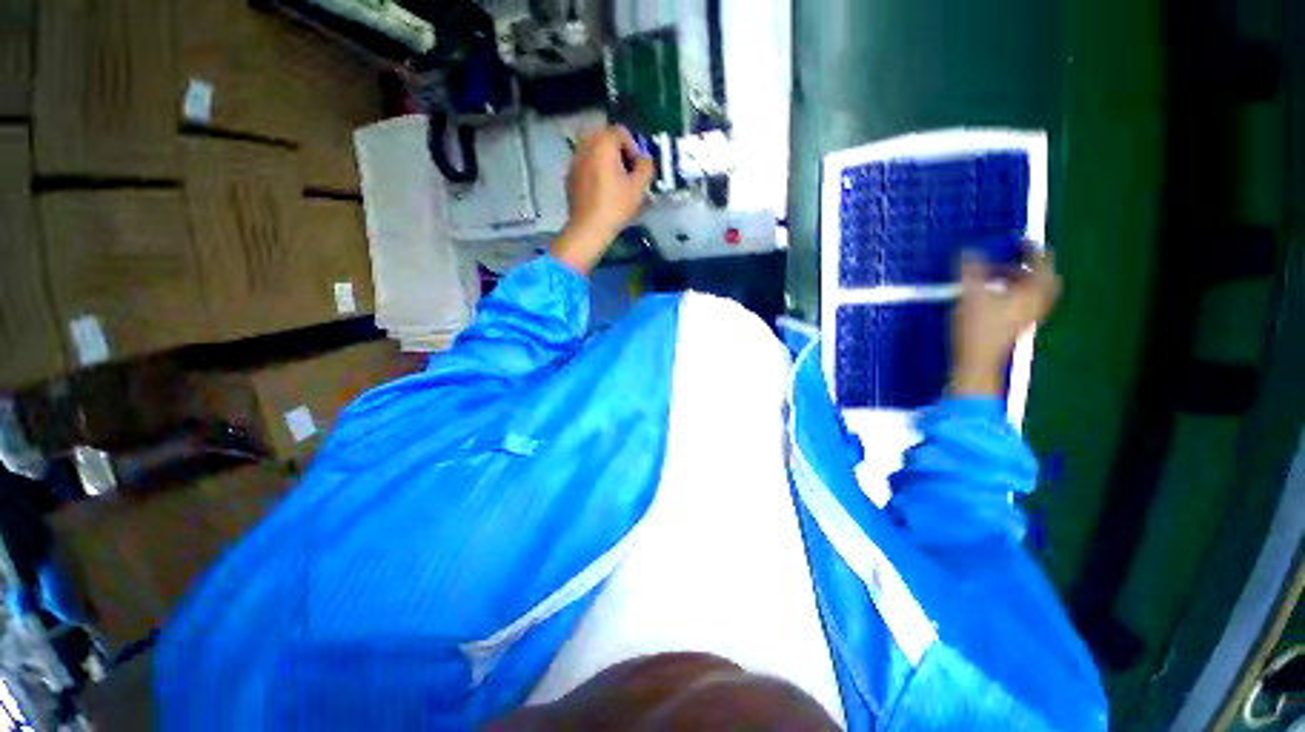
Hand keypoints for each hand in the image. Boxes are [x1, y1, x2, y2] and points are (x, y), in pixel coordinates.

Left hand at [550, 125, 654, 273]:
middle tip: (628, 173)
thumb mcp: (639, 187)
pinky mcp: (569, 177)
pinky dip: (595, 172)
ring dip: (606, 162)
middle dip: (619, 153)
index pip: (622, 131)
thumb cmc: (616, 205)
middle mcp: (585, 146)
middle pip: (606, 139)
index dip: (635, 148)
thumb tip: (645, 159)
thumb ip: (646, 166)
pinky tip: (602, 192)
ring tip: (616, 183)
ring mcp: (574, 161)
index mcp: (602, 143)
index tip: (639, 168)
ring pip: (594, 153)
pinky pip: (586, 166)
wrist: (589, 228)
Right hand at [951, 246, 1061, 396]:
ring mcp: (1030, 316)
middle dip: (1028, 265)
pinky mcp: (1017, 325)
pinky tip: (993, 294)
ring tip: (996, 275)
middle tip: (1012, 258)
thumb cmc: (978, 327)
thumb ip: (970, 269)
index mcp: (1035, 291)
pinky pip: (1024, 301)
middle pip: (1044, 278)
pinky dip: (1013, 292)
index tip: (1018, 240)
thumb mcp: (970, 294)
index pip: (1042, 262)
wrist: (977, 361)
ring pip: (1033, 291)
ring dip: (1019, 279)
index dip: (1031, 248)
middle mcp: (1038, 302)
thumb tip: (967, 250)